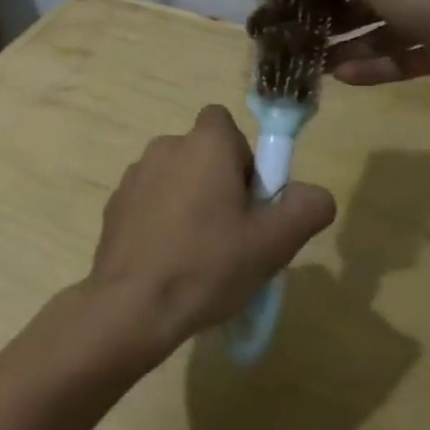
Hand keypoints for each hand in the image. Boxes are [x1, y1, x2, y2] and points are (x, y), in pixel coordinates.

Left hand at [90, 106, 334, 353]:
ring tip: (199, 254)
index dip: (244, 156)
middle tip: (233, 234)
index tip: (250, 198)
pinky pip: (150, 202)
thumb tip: (316, 195)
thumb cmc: (208, 265)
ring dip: (190, 202)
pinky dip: (162, 220)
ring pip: (176, 179)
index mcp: (204, 144)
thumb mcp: (273, 243)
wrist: (132, 305)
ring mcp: (134, 175)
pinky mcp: (114, 205)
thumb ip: (304, 210)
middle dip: (220, 183)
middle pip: (203, 154)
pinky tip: (169, 262)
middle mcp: (166, 147)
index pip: (226, 124)